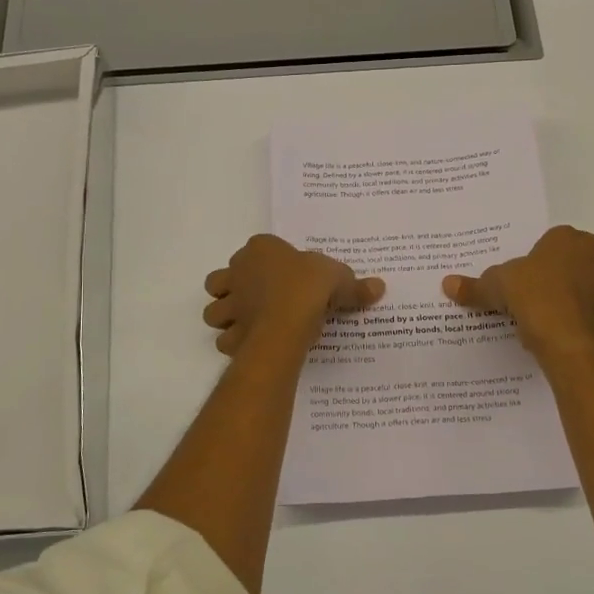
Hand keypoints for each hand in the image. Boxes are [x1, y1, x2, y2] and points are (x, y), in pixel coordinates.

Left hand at [203, 234, 384, 357]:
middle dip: (234, 289)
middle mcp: (237, 272)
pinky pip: (225, 339)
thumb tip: (379, 287)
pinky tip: (253, 345)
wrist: (287, 320)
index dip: (268, 261)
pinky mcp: (230, 332)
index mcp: (261, 249)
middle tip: (259, 300)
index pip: (258, 248)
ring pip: (214, 310)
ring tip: (250, 324)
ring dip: (227, 317)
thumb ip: (356, 285)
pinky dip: (235, 343)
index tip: (287, 275)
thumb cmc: (309, 287)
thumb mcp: (340, 279)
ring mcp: (230, 303)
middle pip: (223, 279)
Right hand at [442, 225, 593, 358]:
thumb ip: (474, 286)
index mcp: (566, 242)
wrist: (554, 328)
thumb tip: (446, 284)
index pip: (570, 236)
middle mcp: (591, 262)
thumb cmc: (526, 291)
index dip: (560, 248)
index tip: (545, 261)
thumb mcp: (493, 285)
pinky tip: (573, 335)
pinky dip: (593, 330)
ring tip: (580, 311)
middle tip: (573, 285)